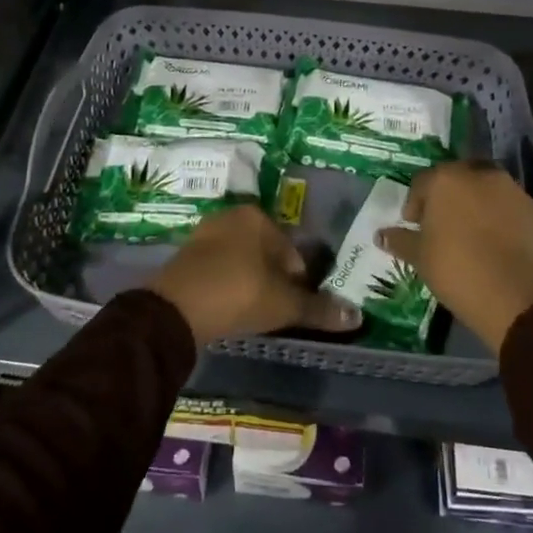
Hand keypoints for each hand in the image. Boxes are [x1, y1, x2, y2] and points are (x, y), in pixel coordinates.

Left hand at [148, 204, 362, 346]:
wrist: (176, 309)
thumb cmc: (239, 294)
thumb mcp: (284, 304)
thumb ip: (319, 309)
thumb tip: (357, 316)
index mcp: (258, 217)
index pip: (292, 252)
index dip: (298, 282)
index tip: (292, 307)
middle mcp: (231, 216)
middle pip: (266, 253)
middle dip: (273, 280)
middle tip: (273, 311)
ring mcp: (205, 233)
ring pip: (242, 260)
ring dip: (250, 282)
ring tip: (251, 312)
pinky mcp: (186, 254)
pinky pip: (219, 268)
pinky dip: (227, 285)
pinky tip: (227, 308)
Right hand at [376, 161, 532, 352]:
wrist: (519, 296)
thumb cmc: (458, 270)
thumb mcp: (420, 258)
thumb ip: (400, 241)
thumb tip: (381, 235)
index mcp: (445, 179)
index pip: (422, 183)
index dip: (415, 205)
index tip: (414, 226)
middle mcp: (478, 174)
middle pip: (456, 179)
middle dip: (446, 198)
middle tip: (441, 226)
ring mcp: (510, 189)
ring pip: (484, 189)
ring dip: (474, 205)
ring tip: (469, 234)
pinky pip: (507, 206)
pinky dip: (498, 217)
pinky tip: (494, 243)